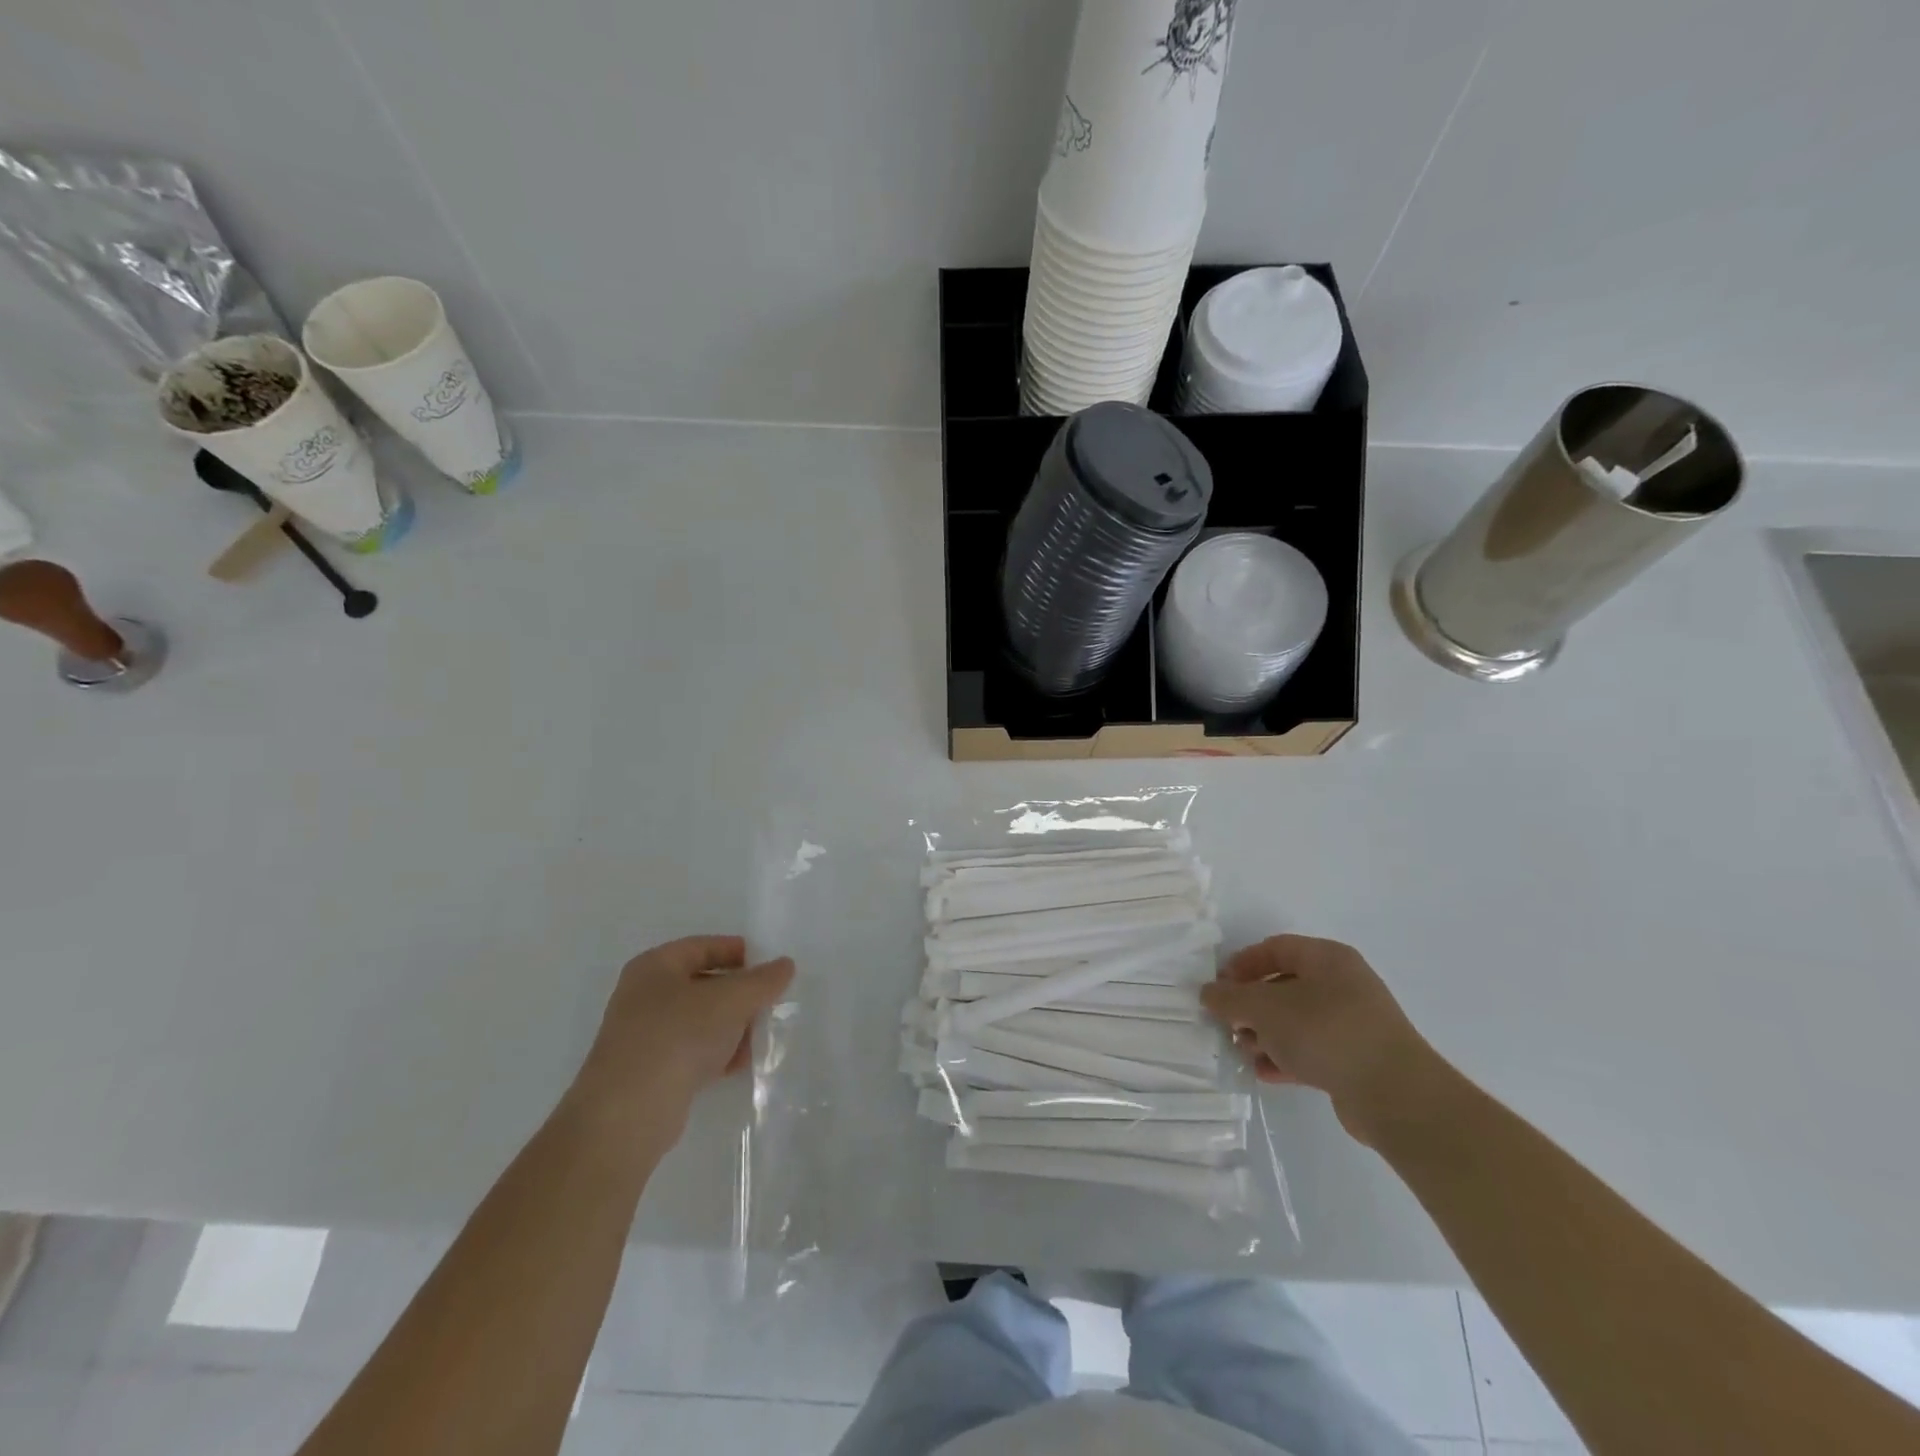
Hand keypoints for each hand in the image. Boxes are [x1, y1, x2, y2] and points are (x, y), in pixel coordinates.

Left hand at [572, 935, 793, 1142]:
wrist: (629, 1113)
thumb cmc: (678, 1036)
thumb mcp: (730, 1000)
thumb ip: (762, 980)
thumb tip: (785, 965)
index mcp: (655, 966)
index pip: (704, 946)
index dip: (739, 952)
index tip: (770, 967)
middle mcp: (645, 995)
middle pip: (704, 983)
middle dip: (739, 994)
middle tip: (770, 1003)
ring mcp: (644, 1035)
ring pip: (700, 1019)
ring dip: (731, 1026)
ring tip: (760, 1036)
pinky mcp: (650, 1070)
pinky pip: (692, 1050)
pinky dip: (716, 1053)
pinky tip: (738, 1064)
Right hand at [1200, 935, 1443, 1145]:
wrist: (1395, 1095)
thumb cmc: (1325, 1032)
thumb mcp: (1265, 1008)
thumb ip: (1230, 998)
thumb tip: (1209, 992)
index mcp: (1327, 958)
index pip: (1275, 948)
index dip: (1243, 963)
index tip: (1219, 986)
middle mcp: (1343, 984)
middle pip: (1284, 985)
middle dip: (1251, 1005)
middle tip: (1228, 1023)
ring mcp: (1353, 1022)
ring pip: (1296, 1020)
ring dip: (1265, 1034)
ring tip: (1244, 1051)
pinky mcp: (1357, 1058)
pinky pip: (1312, 1049)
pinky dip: (1286, 1056)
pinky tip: (1265, 1072)